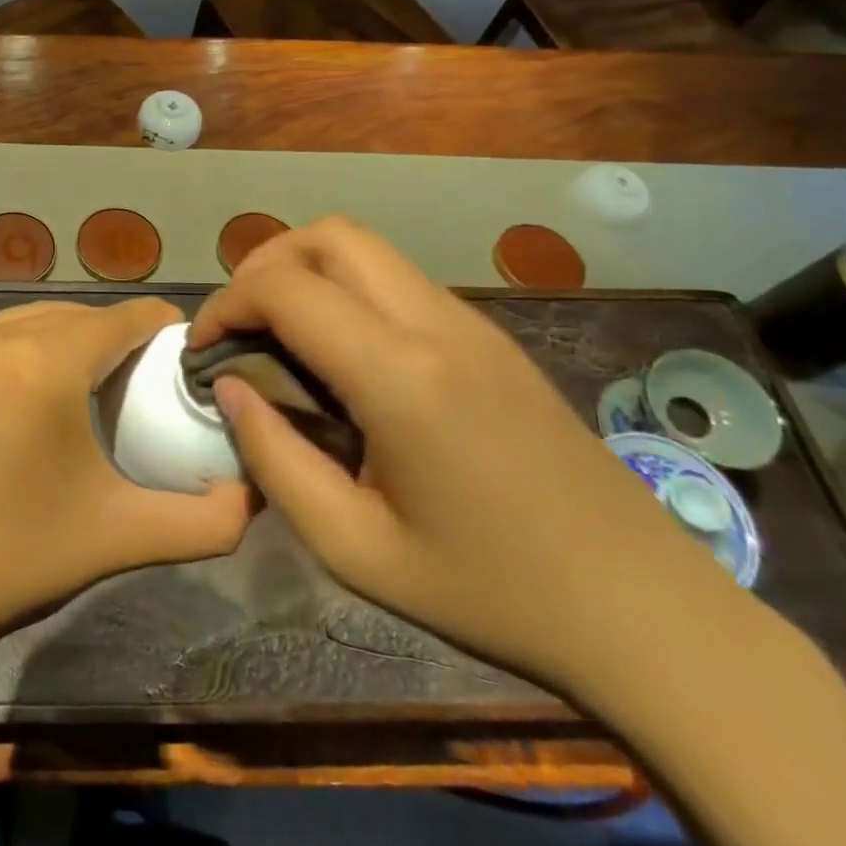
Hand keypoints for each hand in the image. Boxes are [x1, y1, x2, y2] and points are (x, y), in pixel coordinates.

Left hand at [0, 299, 253, 645]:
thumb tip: (256, 494)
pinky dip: (33, 346)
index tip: (188, 358)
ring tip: (101, 383)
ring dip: (75, 338)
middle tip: (149, 382)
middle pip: (81, 315)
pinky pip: (0, 335)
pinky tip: (42, 391)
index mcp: (42, 365)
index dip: (163, 329)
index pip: (123, 319)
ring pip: (38, 319)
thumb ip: (206, 519)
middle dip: (121, 337)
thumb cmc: (18, 559)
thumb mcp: (121, 536)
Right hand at [190, 217, 745, 696]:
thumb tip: (228, 388)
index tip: (202, 350)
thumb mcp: (354, 547)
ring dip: (305, 270)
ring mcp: (471, 323)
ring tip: (277, 333)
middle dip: (262, 265)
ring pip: (365, 247)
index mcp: (400, 375)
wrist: (643, 609)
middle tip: (238, 326)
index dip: (225, 305)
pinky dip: (345, 288)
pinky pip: (397, 279)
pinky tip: (338, 354)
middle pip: (328, 236)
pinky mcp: (490, 336)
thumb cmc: (490, 591)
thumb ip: (274, 458)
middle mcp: (436, 325)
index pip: (285, 288)